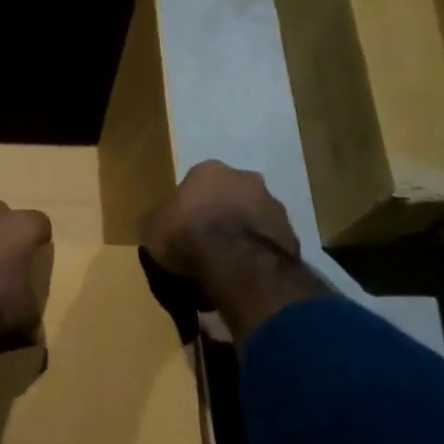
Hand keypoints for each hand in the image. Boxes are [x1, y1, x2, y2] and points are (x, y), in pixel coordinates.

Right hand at [142, 161, 299, 281]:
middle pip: (229, 196)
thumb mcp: (151, 228)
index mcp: (209, 170)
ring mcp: (274, 205)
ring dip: (242, 234)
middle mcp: (246, 178)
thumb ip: (158, 220)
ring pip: (252, 218)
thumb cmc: (187, 236)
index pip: (195, 183)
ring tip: (227, 264)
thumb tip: (159, 223)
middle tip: (206, 244)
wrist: (238, 264)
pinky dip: (257, 254)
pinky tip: (244, 274)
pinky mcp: (291, 234)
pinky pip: (268, 243)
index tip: (182, 228)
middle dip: (220, 215)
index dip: (188, 207)